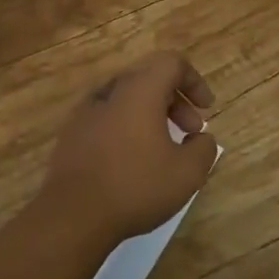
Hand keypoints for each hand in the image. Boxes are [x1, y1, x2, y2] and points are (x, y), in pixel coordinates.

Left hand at [39, 51, 219, 248]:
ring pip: (127, 99)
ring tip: (164, 148)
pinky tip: (132, 160)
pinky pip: (107, 117)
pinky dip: (127, 127)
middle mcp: (111, 91)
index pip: (172, 63)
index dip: (194, 81)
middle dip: (176, 101)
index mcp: (139, 90)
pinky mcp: (72, 133)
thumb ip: (203, 148)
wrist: (72, 215)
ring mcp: (86, 111)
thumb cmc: (135, 187)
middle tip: (191, 132)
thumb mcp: (187, 173)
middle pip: (149, 79)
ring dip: (151, 115)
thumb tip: (201, 138)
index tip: (207, 109)